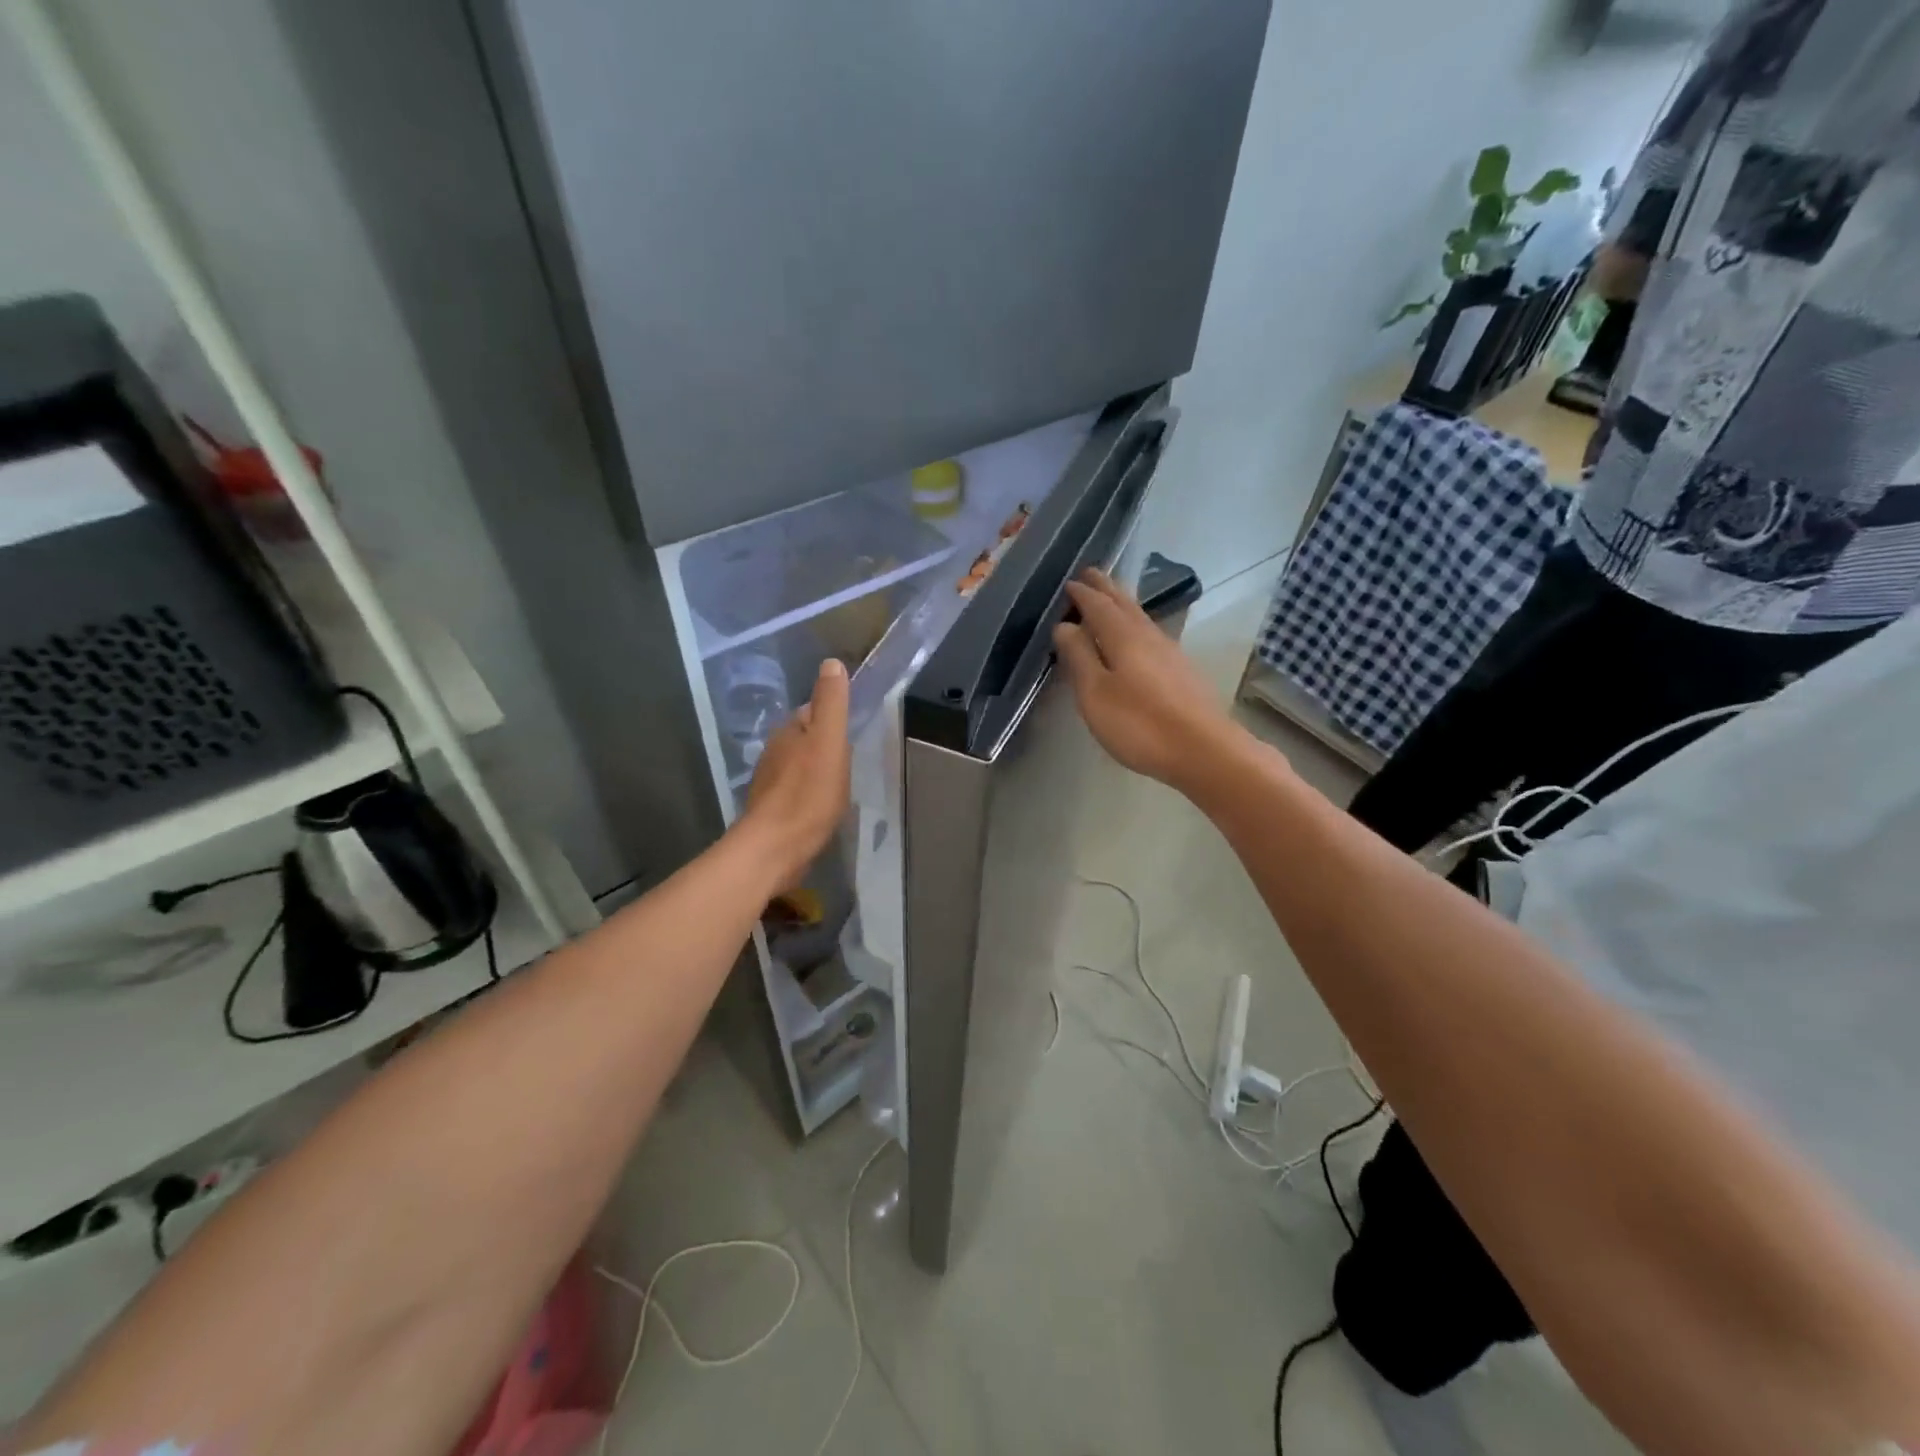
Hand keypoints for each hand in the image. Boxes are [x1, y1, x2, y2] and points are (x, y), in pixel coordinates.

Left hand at [740, 659, 851, 889]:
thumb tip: (831, 663)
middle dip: (825, 745)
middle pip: (805, 739)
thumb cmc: (809, 793)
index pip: (812, 712)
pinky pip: (796, 791)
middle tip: (849, 761)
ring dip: (817, 770)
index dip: (832, 718)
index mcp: (788, 732)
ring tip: (839, 785)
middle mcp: (774, 752)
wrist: (776, 848)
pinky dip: (809, 794)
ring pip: (799, 766)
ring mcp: (770, 783)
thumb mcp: (829, 742)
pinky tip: (822, 808)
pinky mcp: (772, 810)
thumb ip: (831, 703)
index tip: (851, 732)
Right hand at [1052, 569, 1240, 793]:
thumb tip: (1065, 625)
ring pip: (1140, 617)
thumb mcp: (1095, 693)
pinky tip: (1137, 635)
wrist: (1203, 749)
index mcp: (1123, 636)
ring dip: (1122, 603)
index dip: (1082, 594)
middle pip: (1124, 604)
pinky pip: (1151, 633)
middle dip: (1105, 588)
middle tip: (1091, 573)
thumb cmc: (1140, 724)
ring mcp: (1169, 652)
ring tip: (1110, 596)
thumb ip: (1079, 657)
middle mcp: (1148, 635)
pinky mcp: (1182, 671)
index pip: (1098, 606)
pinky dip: (1136, 624)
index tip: (1069, 583)